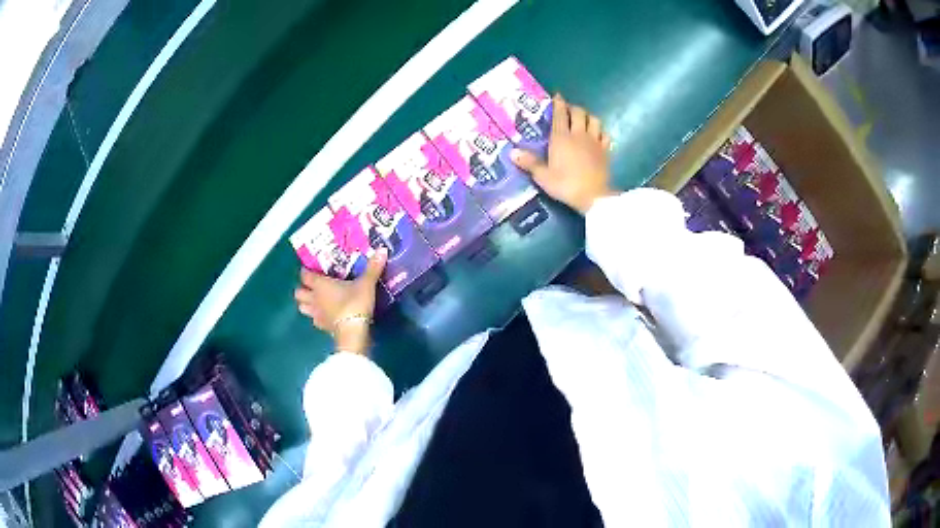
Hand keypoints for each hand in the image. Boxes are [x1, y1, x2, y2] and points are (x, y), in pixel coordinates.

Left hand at [294, 249, 387, 354]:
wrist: (353, 331)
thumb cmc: (355, 303)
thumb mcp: (366, 284)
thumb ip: (373, 268)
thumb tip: (383, 249)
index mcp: (320, 285)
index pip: (305, 276)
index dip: (306, 272)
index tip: (309, 269)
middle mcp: (314, 299)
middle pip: (299, 293)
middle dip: (302, 289)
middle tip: (311, 286)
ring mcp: (317, 315)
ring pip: (303, 308)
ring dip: (306, 304)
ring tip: (315, 301)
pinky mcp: (323, 328)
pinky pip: (315, 321)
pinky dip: (317, 317)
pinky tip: (326, 316)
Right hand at [511, 94, 615, 214]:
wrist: (594, 197)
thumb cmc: (565, 185)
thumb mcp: (543, 176)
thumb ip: (529, 163)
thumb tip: (512, 152)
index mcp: (561, 137)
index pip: (560, 114)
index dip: (558, 103)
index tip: (557, 96)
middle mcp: (579, 134)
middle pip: (578, 112)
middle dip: (573, 108)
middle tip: (567, 110)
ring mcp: (595, 142)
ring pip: (594, 120)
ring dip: (588, 117)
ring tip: (583, 120)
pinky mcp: (606, 151)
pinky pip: (605, 135)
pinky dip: (601, 132)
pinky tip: (598, 136)